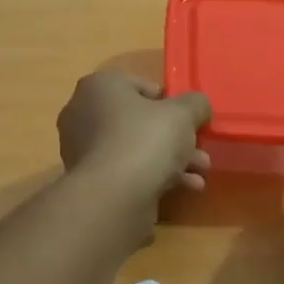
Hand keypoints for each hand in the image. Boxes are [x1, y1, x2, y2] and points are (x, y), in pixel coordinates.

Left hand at [57, 71, 211, 205]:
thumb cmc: (146, 140)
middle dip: (175, 137)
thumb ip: (195, 104)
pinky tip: (186, 188)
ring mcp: (84, 150)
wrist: (114, 197)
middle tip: (200, 150)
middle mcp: (83, 114)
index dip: (169, 102)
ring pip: (137, 148)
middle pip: (140, 121)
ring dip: (172, 159)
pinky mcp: (91, 181)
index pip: (140, 86)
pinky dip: (156, 176)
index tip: (188, 119)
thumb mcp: (183, 113)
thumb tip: (198, 107)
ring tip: (200, 172)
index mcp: (99, 87)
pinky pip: (128, 171)